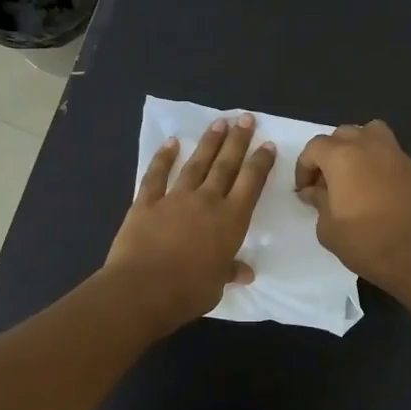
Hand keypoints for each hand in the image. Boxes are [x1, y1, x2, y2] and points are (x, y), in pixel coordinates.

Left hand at [106, 115, 275, 332]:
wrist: (143, 289)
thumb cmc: (188, 291)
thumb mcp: (217, 285)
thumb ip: (230, 271)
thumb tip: (246, 273)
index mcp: (231, 221)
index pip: (251, 184)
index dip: (260, 163)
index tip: (267, 145)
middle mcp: (207, 201)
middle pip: (226, 165)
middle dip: (238, 141)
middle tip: (245, 118)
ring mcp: (175, 198)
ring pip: (196, 164)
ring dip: (209, 142)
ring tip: (219, 123)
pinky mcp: (146, 202)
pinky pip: (156, 175)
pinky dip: (164, 158)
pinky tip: (171, 143)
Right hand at [294, 120, 410, 292]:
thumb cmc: (364, 242)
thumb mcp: (327, 228)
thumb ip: (318, 202)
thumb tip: (314, 191)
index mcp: (342, 156)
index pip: (315, 147)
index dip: (304, 167)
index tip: (305, 190)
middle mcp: (369, 146)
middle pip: (343, 134)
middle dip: (330, 154)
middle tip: (327, 182)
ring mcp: (396, 154)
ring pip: (371, 133)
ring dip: (358, 147)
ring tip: (354, 174)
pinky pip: (390, 154)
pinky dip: (379, 162)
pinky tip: (377, 189)